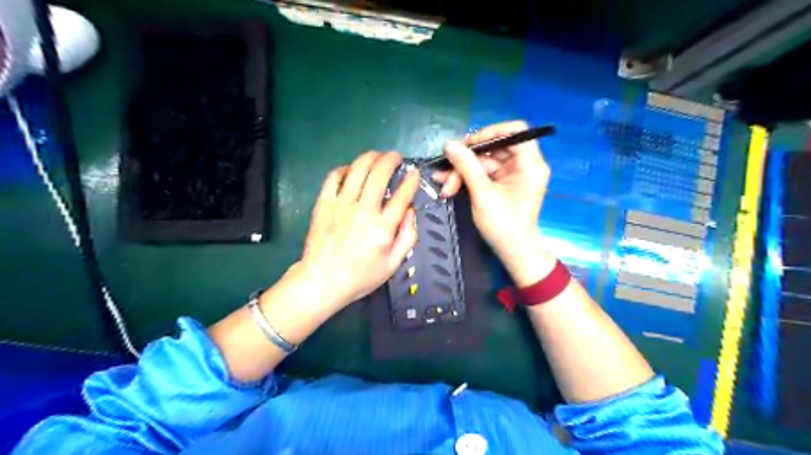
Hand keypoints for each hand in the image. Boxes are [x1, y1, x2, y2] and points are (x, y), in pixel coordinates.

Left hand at [300, 153, 420, 311]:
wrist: (322, 281)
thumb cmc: (360, 276)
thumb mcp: (393, 264)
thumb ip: (408, 237)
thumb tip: (410, 211)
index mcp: (383, 228)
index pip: (402, 196)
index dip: (411, 181)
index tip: (414, 173)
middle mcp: (364, 211)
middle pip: (379, 174)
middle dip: (390, 160)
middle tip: (395, 158)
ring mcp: (341, 205)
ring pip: (358, 170)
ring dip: (370, 157)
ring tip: (377, 156)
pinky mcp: (324, 203)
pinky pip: (334, 177)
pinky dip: (345, 168)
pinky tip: (351, 170)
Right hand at [434, 121, 555, 284]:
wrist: (512, 251)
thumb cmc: (503, 223)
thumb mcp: (482, 193)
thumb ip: (466, 166)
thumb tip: (449, 145)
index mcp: (529, 163)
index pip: (514, 130)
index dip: (490, 132)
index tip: (468, 144)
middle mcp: (523, 164)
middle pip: (493, 148)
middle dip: (467, 159)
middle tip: (446, 168)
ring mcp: (512, 174)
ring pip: (483, 162)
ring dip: (462, 172)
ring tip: (443, 184)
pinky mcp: (502, 184)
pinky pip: (482, 173)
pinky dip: (466, 178)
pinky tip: (448, 184)